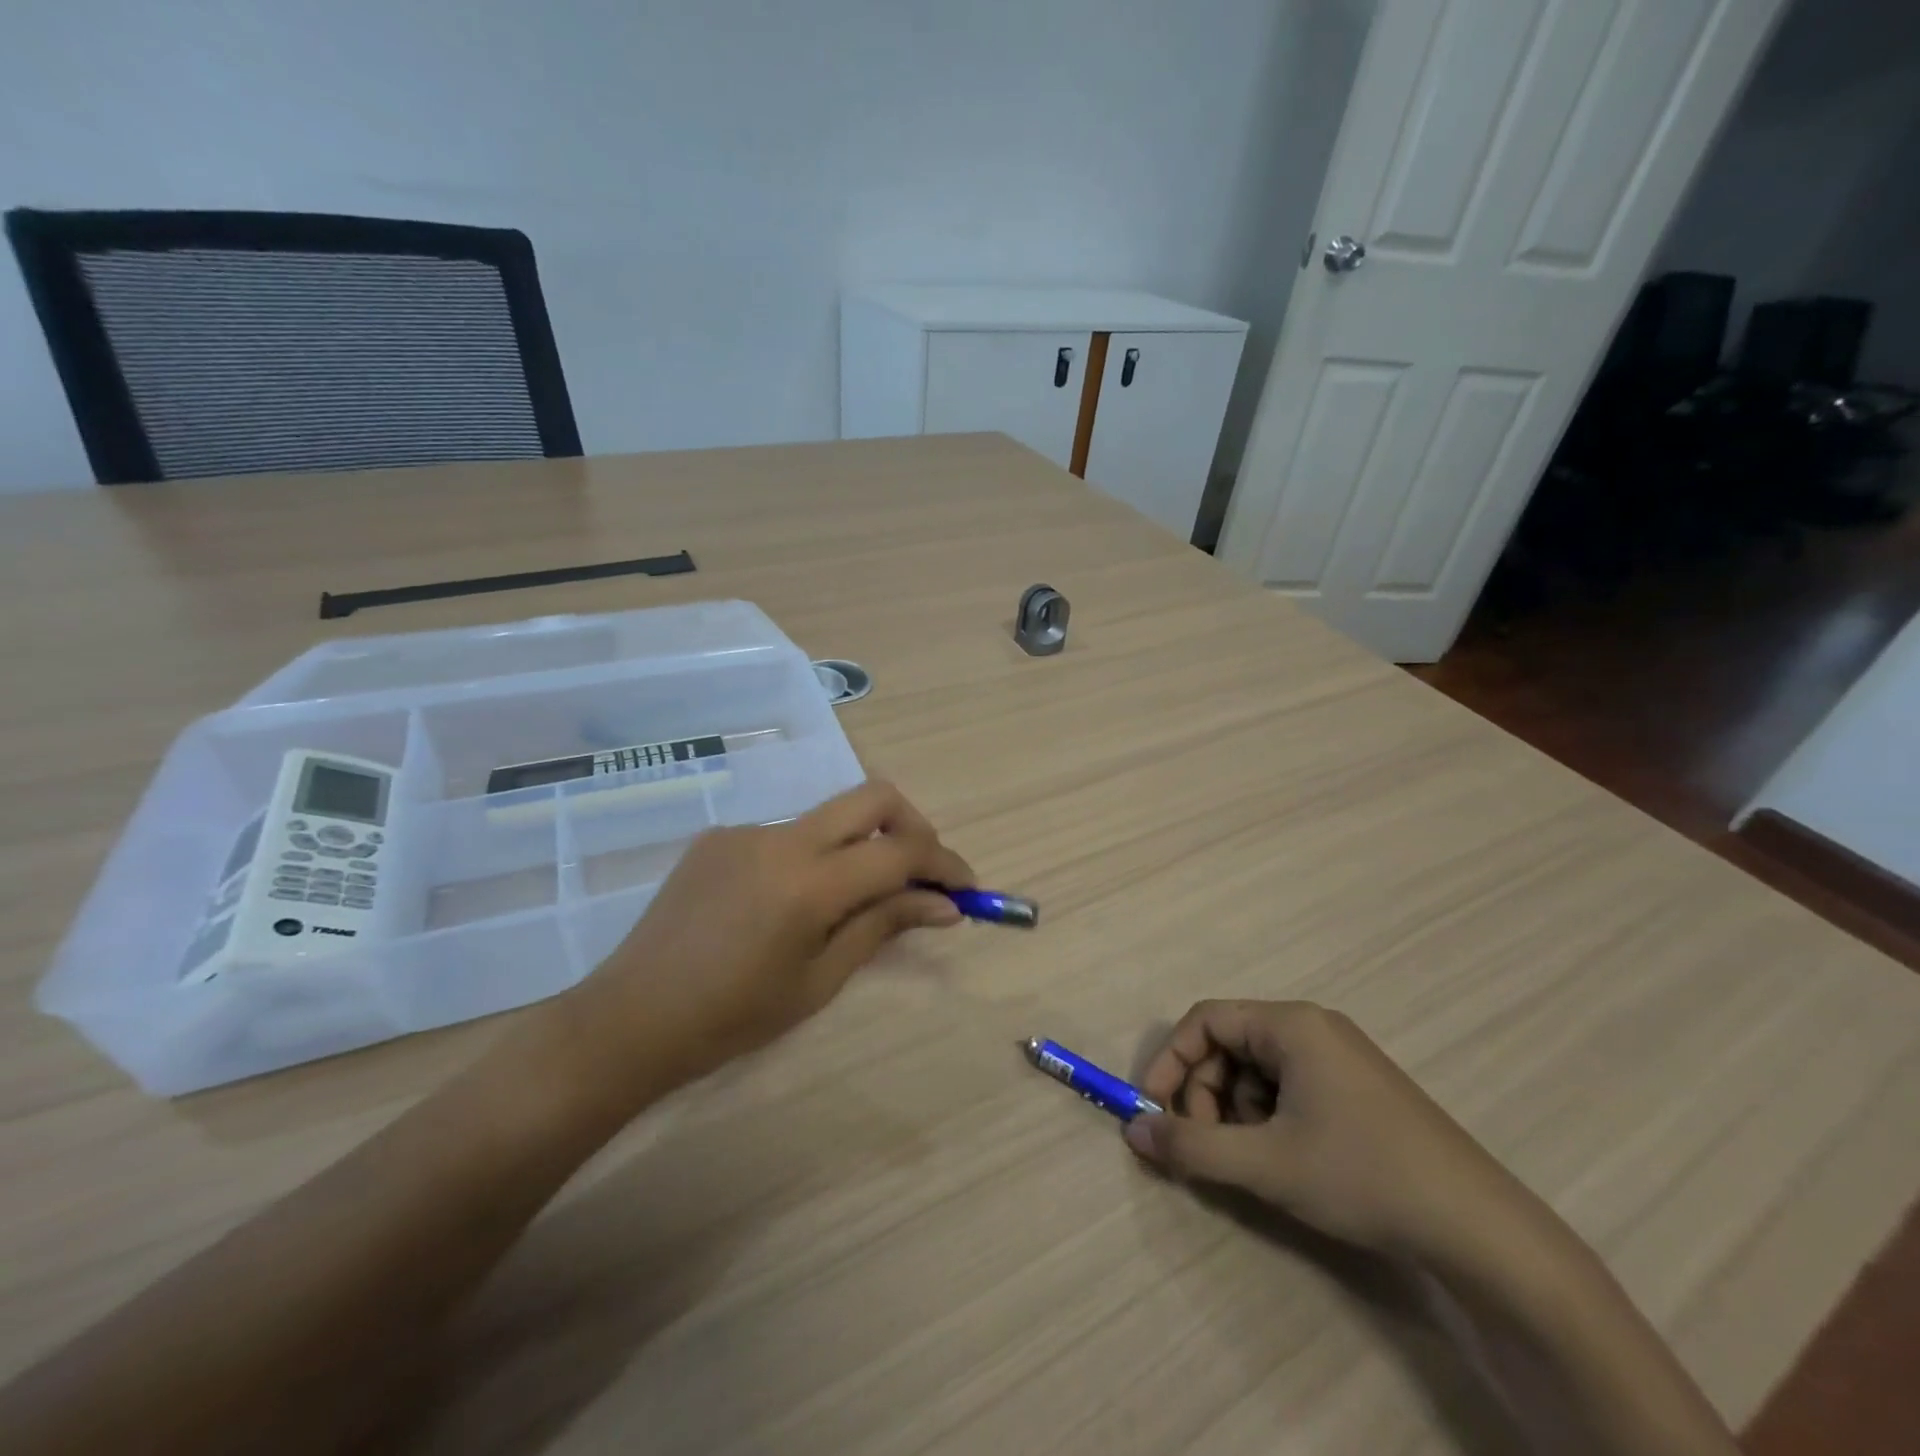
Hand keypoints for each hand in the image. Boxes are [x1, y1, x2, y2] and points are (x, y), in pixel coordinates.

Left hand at [569, 781, 973, 1098]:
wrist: (630, 1018)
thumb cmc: (733, 1017)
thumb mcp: (820, 980)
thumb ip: (883, 926)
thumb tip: (944, 905)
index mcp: (809, 882)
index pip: (901, 850)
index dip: (944, 864)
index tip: (966, 889)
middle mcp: (782, 837)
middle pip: (874, 797)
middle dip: (913, 827)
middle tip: (922, 874)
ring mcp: (747, 830)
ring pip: (830, 817)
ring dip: (860, 846)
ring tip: (852, 904)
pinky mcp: (720, 836)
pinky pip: (787, 835)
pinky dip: (812, 858)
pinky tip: (789, 906)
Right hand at [1126, 1000, 1521, 1263]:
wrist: (1480, 1230)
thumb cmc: (1363, 1176)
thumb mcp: (1267, 1164)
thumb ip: (1193, 1146)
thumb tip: (1133, 1133)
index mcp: (1291, 1024)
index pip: (1206, 1020)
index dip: (1171, 1060)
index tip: (1154, 1108)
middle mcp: (1313, 1027)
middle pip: (1231, 1044)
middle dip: (1206, 1093)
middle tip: (1207, 1145)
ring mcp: (1339, 1056)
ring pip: (1258, 1070)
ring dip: (1237, 1110)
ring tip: (1253, 1159)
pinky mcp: (1357, 1088)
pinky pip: (1290, 1086)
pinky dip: (1270, 1117)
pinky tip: (1287, 1159)